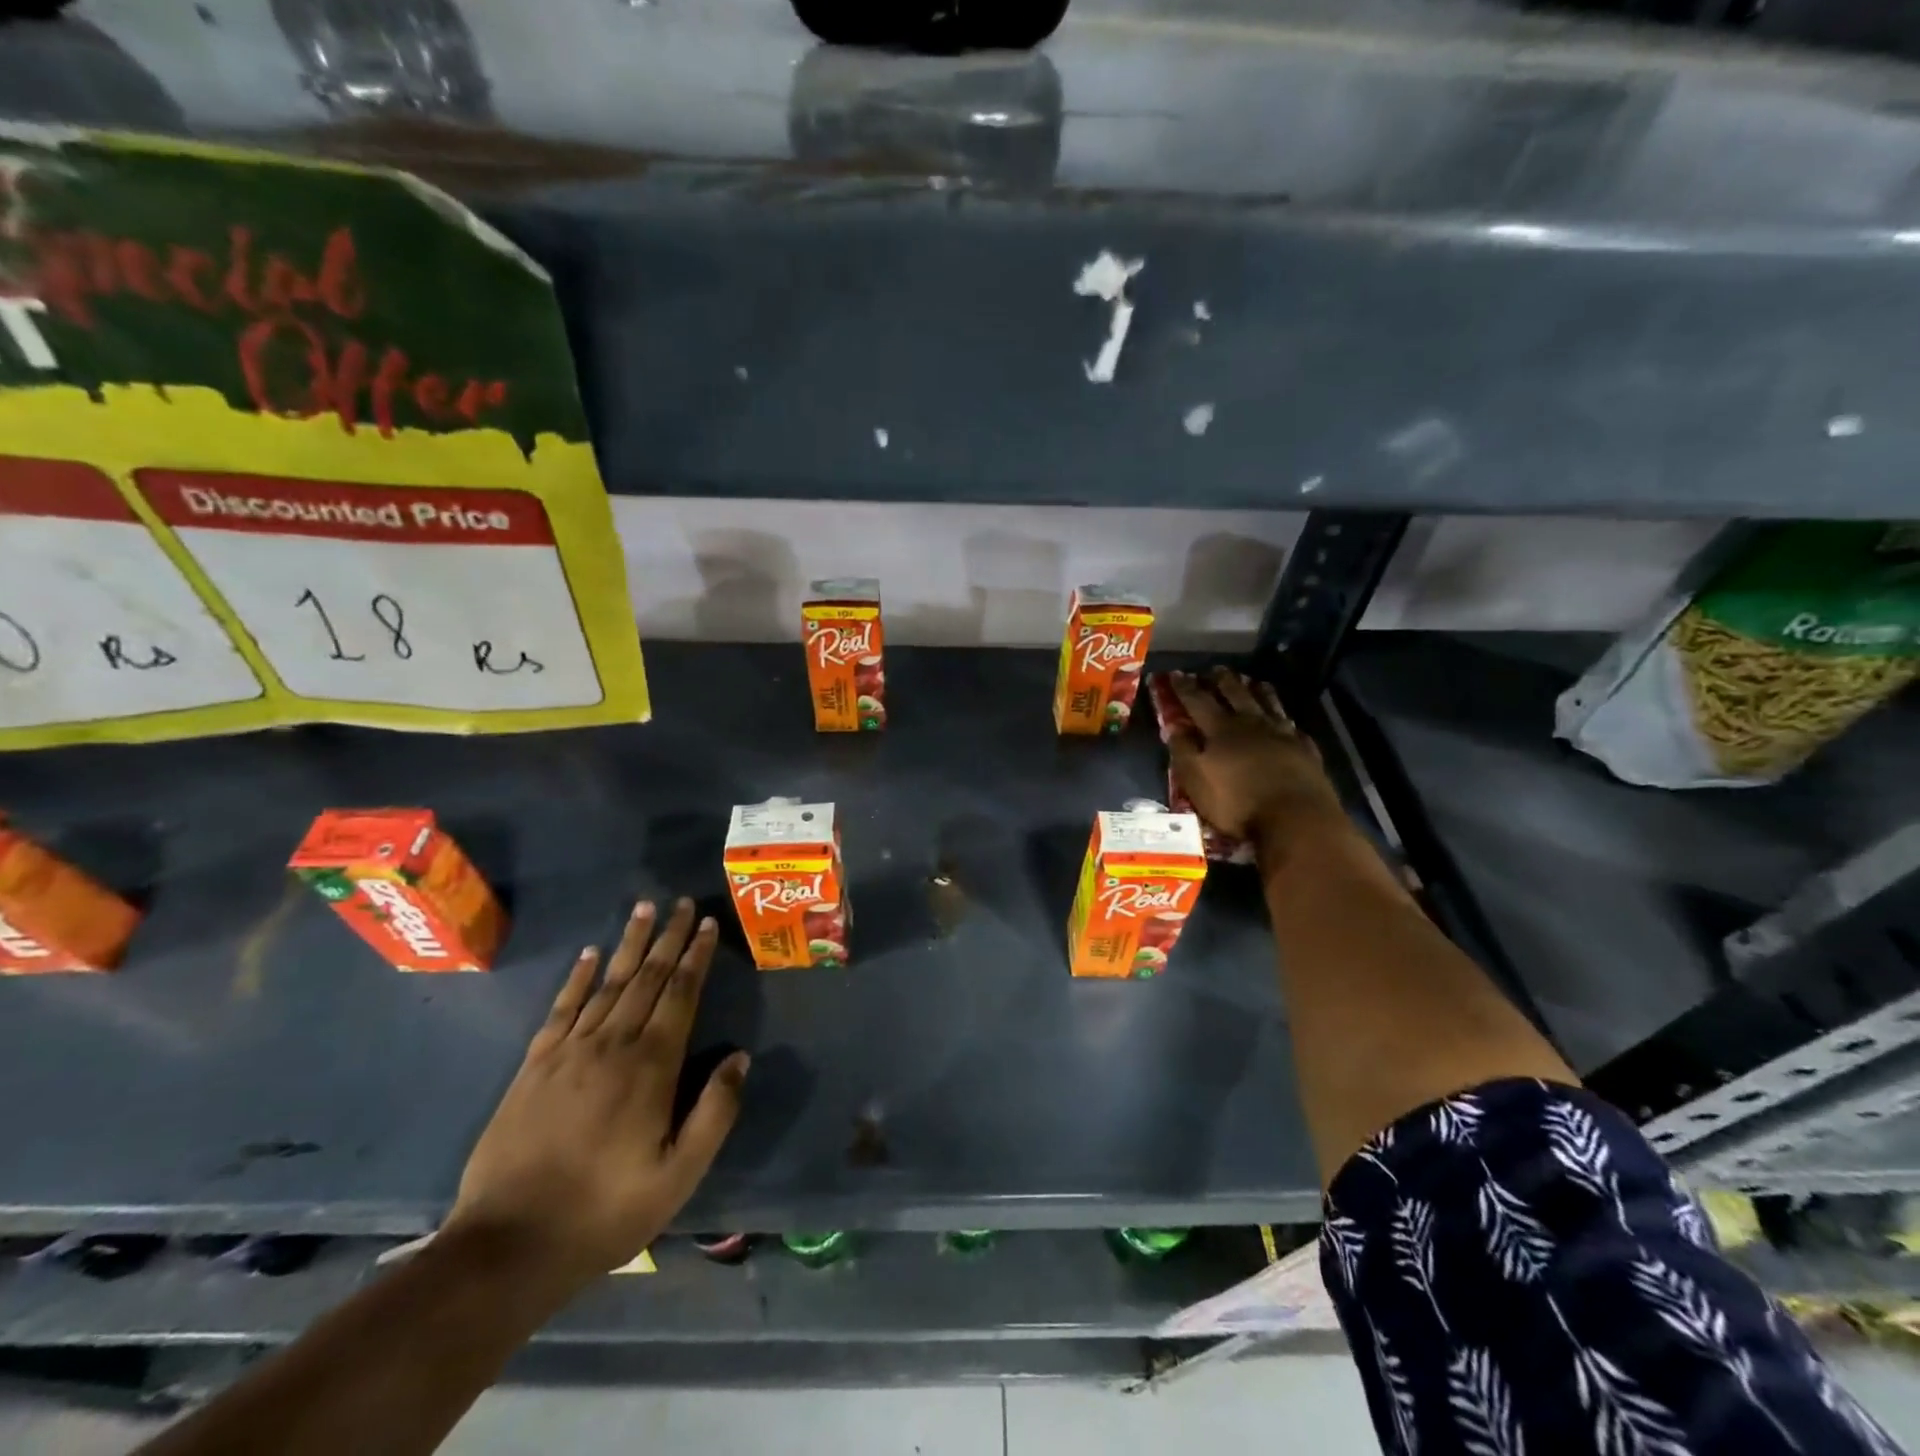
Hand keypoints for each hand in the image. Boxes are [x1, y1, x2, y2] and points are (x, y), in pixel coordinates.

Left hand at [443, 898, 747, 1293]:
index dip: (696, 957)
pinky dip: (577, 978)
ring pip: (606, 983)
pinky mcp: (534, 1067)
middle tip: (683, 903)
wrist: (507, 1247)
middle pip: (646, 978)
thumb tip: (739, 1057)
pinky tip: (589, 955)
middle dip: (668, 938)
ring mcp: (568, 1052)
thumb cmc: (605, 1211)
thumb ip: (715, 1113)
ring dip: (628, 944)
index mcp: (651, 1067)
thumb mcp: (678, 1176)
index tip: (708, 924)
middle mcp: (612, 1045)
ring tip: (643, 909)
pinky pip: (561, 1008)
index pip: (680, 995)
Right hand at [1167, 669, 1345, 849]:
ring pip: (1268, 704)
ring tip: (1252, 681)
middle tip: (1215, 669)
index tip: (1175, 673)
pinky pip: (1292, 726)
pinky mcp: (1304, 750)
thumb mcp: (1197, 780)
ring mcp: (1282, 734)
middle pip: (1235, 695)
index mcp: (1221, 730)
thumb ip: (1183, 751)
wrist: (1296, 818)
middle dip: (1222, 681)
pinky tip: (1285, 719)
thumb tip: (1172, 726)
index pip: (1198, 701)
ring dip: (1257, 690)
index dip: (1185, 687)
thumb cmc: (1237, 803)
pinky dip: (1284, 718)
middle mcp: (1251, 724)